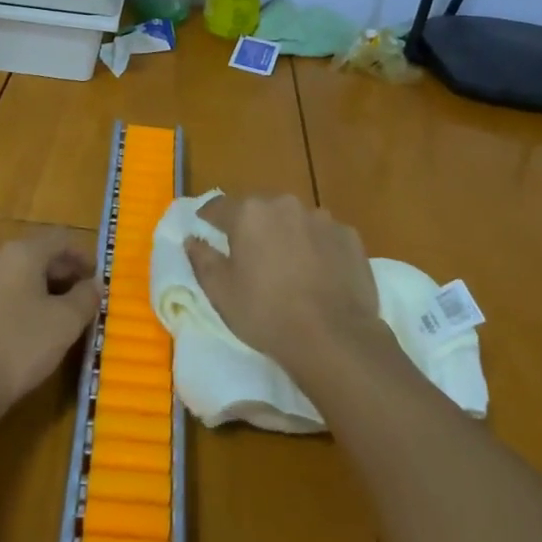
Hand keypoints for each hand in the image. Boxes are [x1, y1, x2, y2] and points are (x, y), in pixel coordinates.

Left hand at [0, 235, 101, 423]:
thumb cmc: (16, 348)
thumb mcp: (64, 324)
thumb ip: (86, 298)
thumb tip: (94, 285)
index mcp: (21, 251)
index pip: (60, 238)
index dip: (83, 257)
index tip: (96, 283)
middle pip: (35, 255)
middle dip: (61, 276)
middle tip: (79, 304)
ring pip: (13, 277)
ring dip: (37, 292)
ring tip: (53, 323)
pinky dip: (13, 306)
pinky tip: (20, 336)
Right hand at [185, 194, 383, 379]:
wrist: (333, 336)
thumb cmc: (266, 313)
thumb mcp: (221, 292)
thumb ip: (202, 259)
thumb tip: (192, 239)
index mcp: (249, 213)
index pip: (219, 206)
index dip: (209, 217)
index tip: (205, 228)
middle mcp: (285, 204)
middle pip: (260, 210)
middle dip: (252, 227)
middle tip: (250, 256)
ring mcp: (321, 218)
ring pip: (294, 221)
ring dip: (287, 235)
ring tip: (288, 268)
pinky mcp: (349, 236)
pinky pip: (324, 236)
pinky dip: (317, 248)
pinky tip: (319, 275)